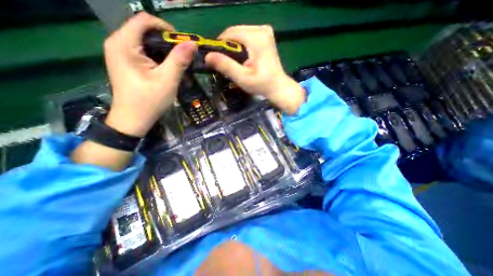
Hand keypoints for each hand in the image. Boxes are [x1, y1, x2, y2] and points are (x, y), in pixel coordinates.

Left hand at [105, 11, 197, 136]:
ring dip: (165, 52)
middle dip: (167, 42)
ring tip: (178, 65)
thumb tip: (192, 43)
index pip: (144, 20)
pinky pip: (144, 53)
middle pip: (145, 31)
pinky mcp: (127, 63)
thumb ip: (179, 60)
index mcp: (124, 44)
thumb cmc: (149, 101)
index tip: (183, 44)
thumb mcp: (167, 80)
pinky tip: (168, 69)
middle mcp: (118, 43)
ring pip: (146, 43)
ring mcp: (121, 54)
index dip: (166, 28)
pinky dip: (159, 58)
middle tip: (183, 57)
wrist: (133, 120)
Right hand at [204, 23, 304, 112]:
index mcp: (256, 37)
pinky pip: (247, 37)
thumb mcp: (242, 77)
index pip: (230, 33)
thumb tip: (207, 56)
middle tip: (229, 64)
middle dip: (228, 48)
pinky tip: (244, 59)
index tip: (218, 60)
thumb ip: (226, 66)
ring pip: (240, 34)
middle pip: (235, 32)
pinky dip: (242, 46)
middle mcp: (262, 29)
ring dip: (235, 48)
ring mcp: (265, 31)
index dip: (220, 46)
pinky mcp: (266, 36)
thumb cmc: (262, 84)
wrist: (278, 87)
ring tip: (237, 63)